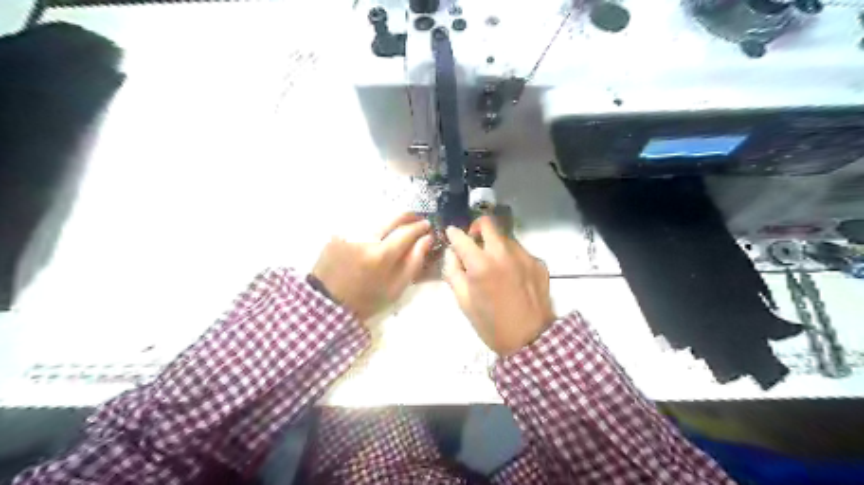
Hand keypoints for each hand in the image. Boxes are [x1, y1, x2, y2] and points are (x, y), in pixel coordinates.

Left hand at [310, 212, 431, 320]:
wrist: (328, 303)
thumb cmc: (367, 299)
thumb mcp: (396, 287)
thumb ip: (414, 261)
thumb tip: (426, 239)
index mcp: (381, 255)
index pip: (406, 231)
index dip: (420, 226)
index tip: (428, 225)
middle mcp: (365, 238)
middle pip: (393, 218)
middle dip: (408, 216)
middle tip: (418, 220)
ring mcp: (349, 234)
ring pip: (378, 219)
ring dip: (391, 221)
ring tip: (399, 227)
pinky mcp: (339, 234)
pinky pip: (362, 225)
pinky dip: (374, 228)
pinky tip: (377, 236)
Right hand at [441, 216, 556, 355]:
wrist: (530, 340)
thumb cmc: (491, 324)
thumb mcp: (463, 302)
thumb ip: (453, 272)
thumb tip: (452, 253)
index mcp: (481, 265)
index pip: (461, 237)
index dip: (453, 234)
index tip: (451, 235)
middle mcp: (503, 253)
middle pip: (488, 223)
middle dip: (476, 228)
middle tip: (474, 243)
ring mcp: (524, 256)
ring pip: (505, 237)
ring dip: (495, 244)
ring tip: (494, 265)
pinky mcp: (538, 263)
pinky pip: (520, 251)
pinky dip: (511, 257)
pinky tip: (512, 276)